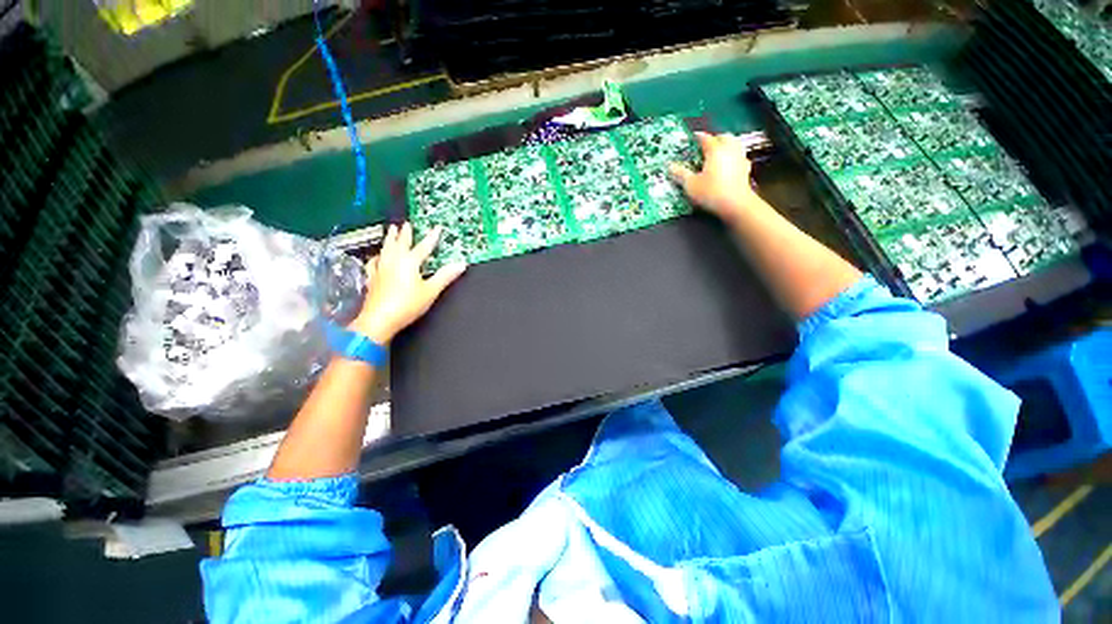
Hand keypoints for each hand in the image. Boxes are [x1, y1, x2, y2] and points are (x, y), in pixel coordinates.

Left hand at [349, 223, 465, 343]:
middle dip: (405, 233)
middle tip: (406, 224)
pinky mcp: (373, 278)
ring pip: (386, 248)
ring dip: (390, 238)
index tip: (437, 227)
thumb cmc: (407, 305)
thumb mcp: (431, 291)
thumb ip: (445, 276)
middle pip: (400, 243)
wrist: (379, 319)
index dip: (432, 237)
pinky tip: (377, 256)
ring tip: (390, 230)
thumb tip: (461, 264)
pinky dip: (377, 256)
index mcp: (410, 262)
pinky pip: (374, 262)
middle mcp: (394, 261)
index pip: (424, 246)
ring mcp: (381, 268)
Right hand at [669, 132, 760, 220]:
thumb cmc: (712, 193)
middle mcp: (729, 149)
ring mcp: (740, 158)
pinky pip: (739, 157)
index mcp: (715, 150)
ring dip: (726, 145)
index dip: (697, 137)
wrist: (735, 204)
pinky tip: (728, 164)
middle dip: (714, 139)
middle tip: (705, 146)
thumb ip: (680, 174)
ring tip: (717, 153)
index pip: (705, 138)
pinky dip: (733, 157)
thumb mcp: (690, 185)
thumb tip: (670, 166)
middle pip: (723, 137)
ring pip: (734, 144)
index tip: (692, 138)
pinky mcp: (745, 168)